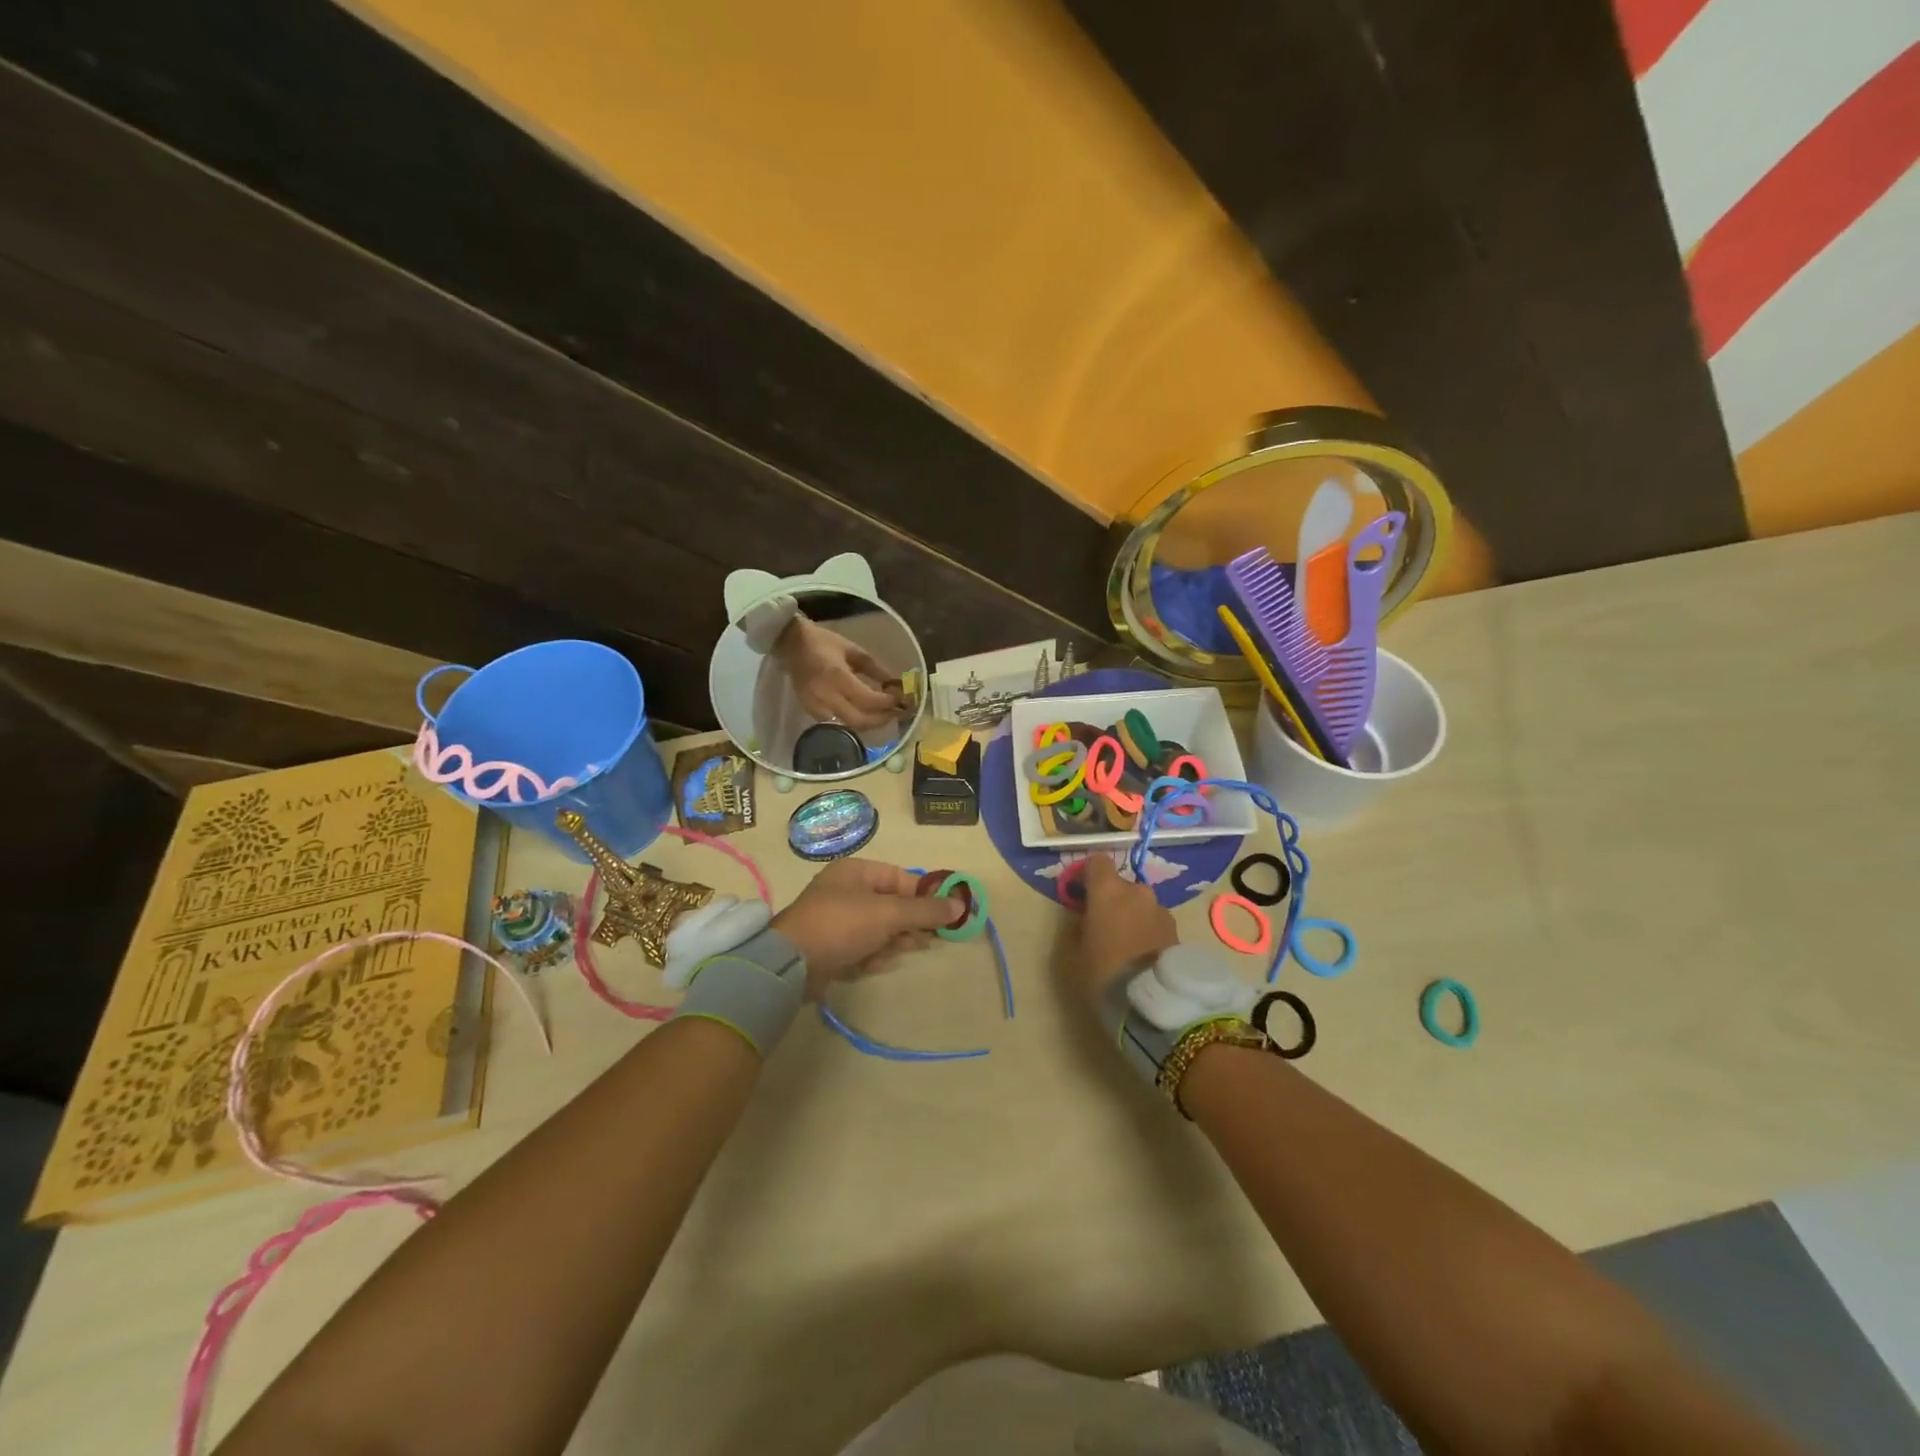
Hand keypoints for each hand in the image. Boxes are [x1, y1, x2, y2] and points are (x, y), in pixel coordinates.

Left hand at [772, 859, 962, 998]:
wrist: (791, 964)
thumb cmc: (842, 925)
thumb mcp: (888, 914)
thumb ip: (925, 910)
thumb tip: (960, 905)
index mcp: (856, 871)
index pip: (902, 878)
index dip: (925, 895)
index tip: (946, 915)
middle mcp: (846, 891)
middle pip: (892, 904)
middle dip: (908, 923)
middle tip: (926, 939)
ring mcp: (837, 919)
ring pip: (880, 929)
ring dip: (890, 942)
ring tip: (891, 952)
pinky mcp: (832, 946)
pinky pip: (863, 947)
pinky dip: (870, 956)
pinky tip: (868, 964)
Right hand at [773, 618, 904, 729]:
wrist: (790, 644)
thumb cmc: (823, 642)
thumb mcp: (853, 650)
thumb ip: (875, 668)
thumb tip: (895, 684)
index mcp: (837, 677)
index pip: (868, 700)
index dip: (887, 703)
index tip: (900, 698)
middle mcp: (826, 696)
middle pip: (860, 720)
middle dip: (882, 719)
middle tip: (895, 712)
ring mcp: (816, 707)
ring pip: (850, 726)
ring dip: (870, 724)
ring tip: (883, 714)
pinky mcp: (810, 712)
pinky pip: (837, 724)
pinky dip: (854, 722)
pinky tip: (863, 714)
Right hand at [1074, 855, 1178, 1002]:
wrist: (1152, 1002)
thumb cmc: (1102, 972)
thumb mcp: (1072, 955)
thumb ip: (1075, 929)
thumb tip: (1081, 920)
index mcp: (1108, 890)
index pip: (1097, 861)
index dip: (1087, 873)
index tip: (1079, 892)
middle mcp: (1137, 891)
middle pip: (1120, 884)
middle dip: (1110, 899)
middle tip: (1101, 924)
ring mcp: (1160, 909)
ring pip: (1139, 903)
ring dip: (1131, 915)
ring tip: (1124, 944)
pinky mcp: (1176, 930)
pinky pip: (1154, 921)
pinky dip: (1146, 930)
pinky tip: (1141, 955)